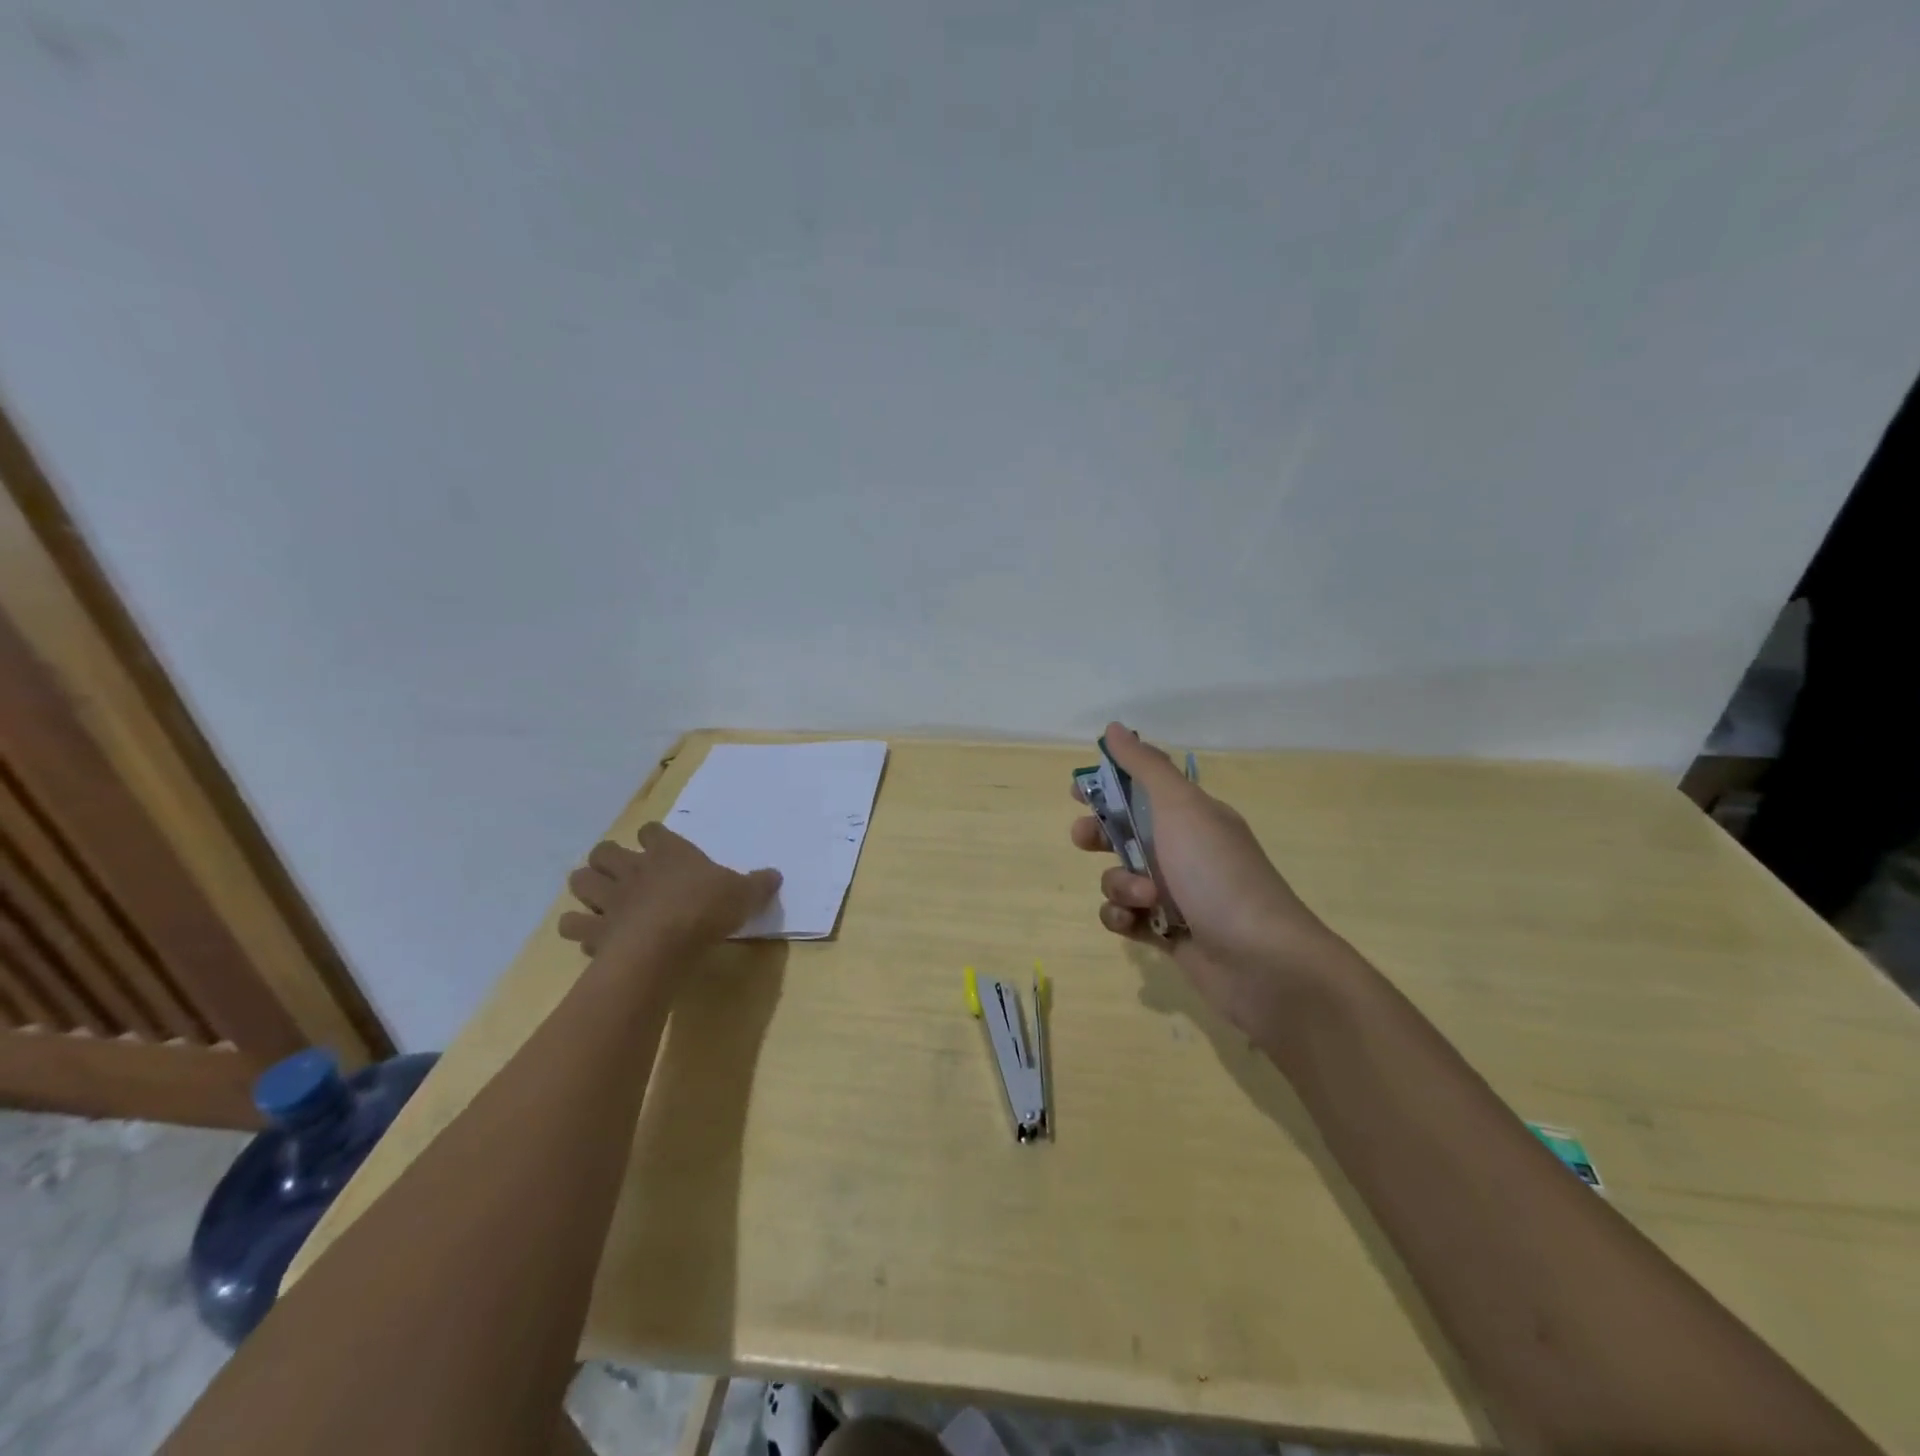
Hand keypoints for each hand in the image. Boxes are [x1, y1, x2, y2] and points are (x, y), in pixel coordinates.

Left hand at [559, 823, 780, 979]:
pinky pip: (572, 924)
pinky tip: (588, 934)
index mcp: (669, 853)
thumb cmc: (706, 909)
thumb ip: (758, 884)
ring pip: (580, 880)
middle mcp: (634, 869)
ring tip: (599, 898)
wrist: (663, 945)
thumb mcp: (744, 895)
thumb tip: (775, 875)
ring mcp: (609, 899)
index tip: (659, 846)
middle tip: (622, 873)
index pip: (653, 831)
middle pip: (605, 850)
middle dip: (608, 858)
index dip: (654, 837)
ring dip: (586, 887)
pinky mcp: (594, 930)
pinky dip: (577, 927)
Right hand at [1071, 722, 1341, 1037]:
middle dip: (1098, 835)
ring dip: (1119, 884)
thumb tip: (1115, 728)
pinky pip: (1126, 917)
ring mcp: (1175, 895)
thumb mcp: (1181, 808)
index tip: (1077, 791)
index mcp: (1191, 816)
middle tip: (1084, 839)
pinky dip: (1123, 918)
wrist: (1262, 961)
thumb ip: (1145, 768)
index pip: (1142, 790)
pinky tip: (1134, 924)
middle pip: (1124, 834)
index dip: (1108, 787)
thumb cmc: (1218, 873)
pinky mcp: (1167, 933)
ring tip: (1144, 898)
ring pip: (1120, 878)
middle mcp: (1183, 851)